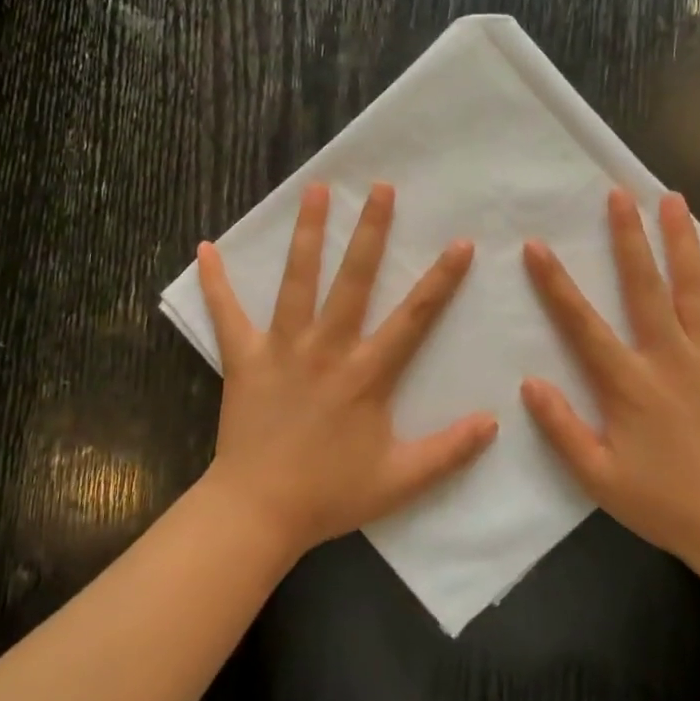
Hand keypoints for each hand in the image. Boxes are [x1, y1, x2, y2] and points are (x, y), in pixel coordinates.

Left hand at [197, 181, 498, 558]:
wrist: (259, 512)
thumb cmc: (330, 494)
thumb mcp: (400, 479)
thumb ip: (449, 451)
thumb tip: (494, 422)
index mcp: (366, 373)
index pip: (413, 317)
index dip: (440, 279)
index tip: (460, 242)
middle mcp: (326, 348)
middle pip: (353, 279)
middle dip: (370, 231)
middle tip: (380, 188)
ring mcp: (281, 348)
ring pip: (297, 281)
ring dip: (307, 234)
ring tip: (315, 191)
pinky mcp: (243, 358)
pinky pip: (226, 315)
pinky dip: (216, 282)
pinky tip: (205, 248)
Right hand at [519, 189, 699, 578]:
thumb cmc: (666, 504)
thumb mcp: (599, 477)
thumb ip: (561, 428)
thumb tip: (530, 382)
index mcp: (629, 384)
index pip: (583, 324)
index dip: (555, 283)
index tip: (537, 246)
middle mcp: (671, 359)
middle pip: (645, 287)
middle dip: (629, 237)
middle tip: (620, 194)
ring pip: (698, 291)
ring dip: (683, 243)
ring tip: (674, 201)